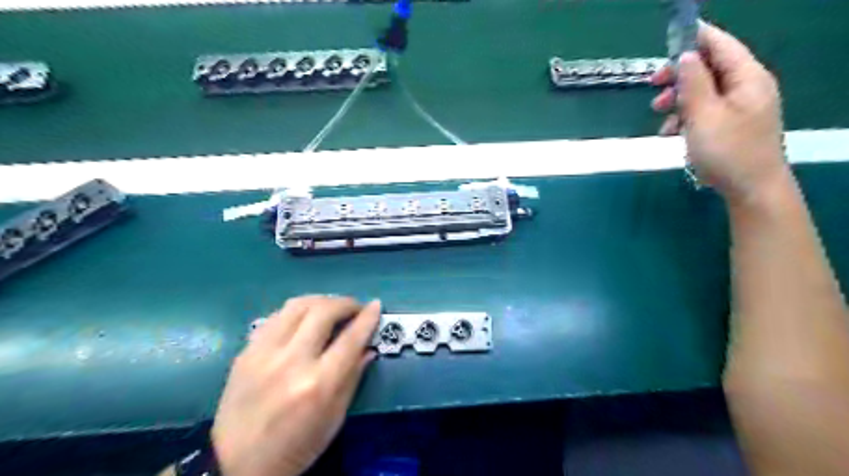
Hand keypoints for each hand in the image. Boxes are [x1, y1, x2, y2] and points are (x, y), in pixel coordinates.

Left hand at [213, 297, 380, 475]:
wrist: (237, 465)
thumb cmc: (297, 447)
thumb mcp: (334, 418)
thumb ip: (353, 377)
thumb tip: (368, 347)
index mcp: (318, 384)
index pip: (350, 338)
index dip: (367, 318)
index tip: (376, 305)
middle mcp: (291, 362)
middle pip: (323, 311)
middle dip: (345, 303)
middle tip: (354, 308)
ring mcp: (264, 353)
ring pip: (297, 306)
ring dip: (320, 301)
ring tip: (330, 308)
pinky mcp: (246, 352)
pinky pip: (276, 317)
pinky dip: (296, 312)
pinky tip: (303, 320)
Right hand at [651, 23, 789, 202]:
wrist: (750, 189)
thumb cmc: (726, 151)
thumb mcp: (703, 115)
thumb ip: (693, 83)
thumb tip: (686, 56)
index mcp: (747, 78)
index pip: (721, 45)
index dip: (697, 37)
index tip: (671, 35)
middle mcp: (747, 87)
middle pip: (709, 69)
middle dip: (679, 76)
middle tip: (653, 85)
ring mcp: (740, 107)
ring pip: (703, 92)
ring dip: (678, 99)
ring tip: (659, 114)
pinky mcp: (731, 125)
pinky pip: (705, 111)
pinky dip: (685, 117)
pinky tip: (671, 133)